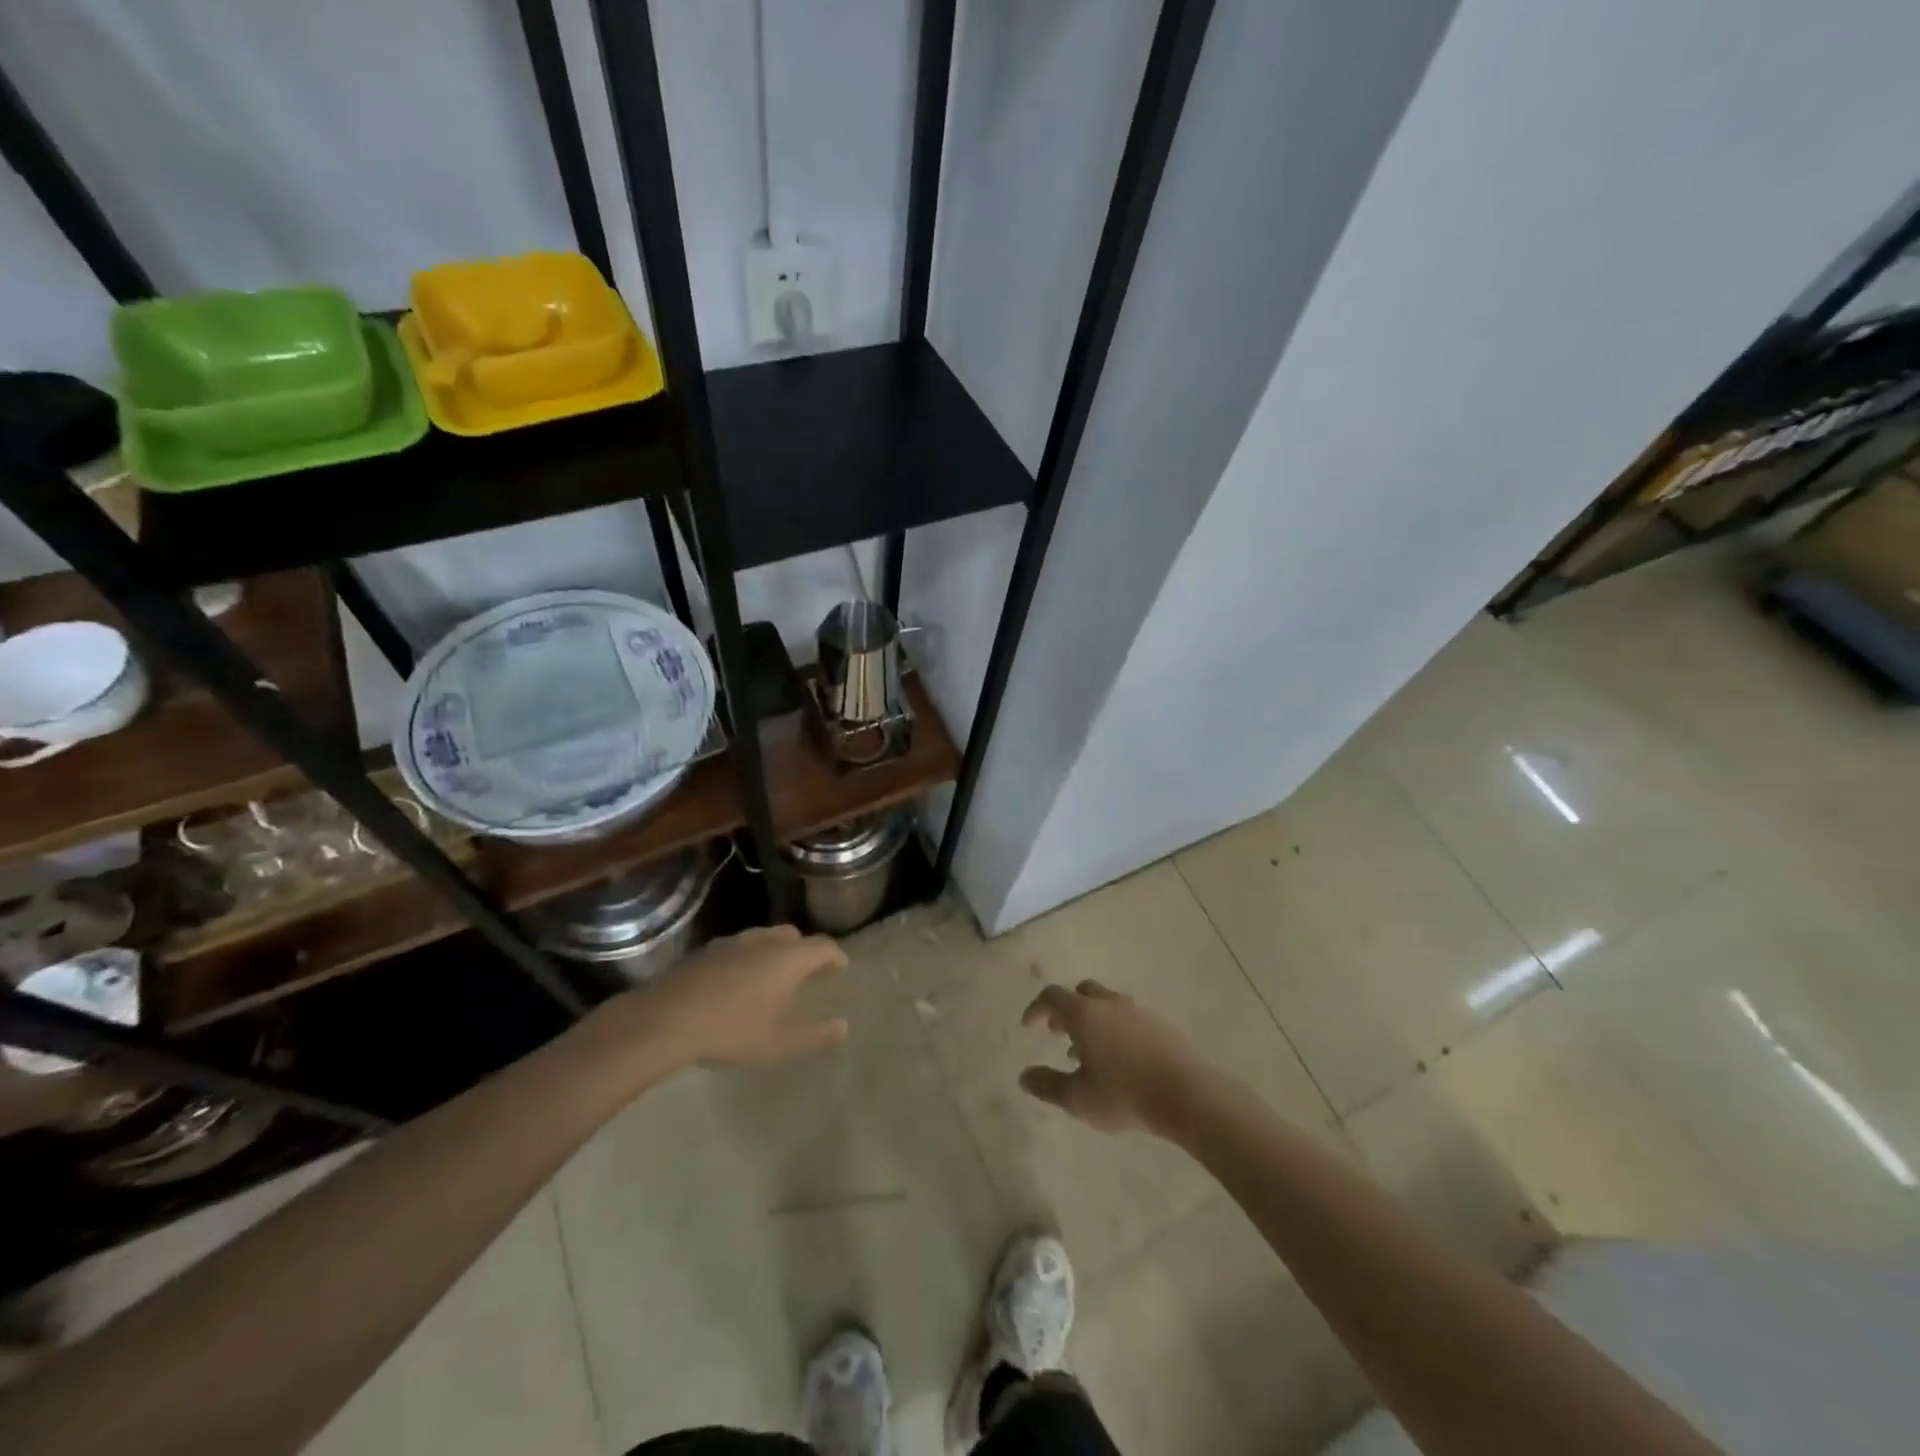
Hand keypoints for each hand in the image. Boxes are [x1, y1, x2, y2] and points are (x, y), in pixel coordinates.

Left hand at [618, 925, 849, 1069]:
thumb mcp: (777, 1042)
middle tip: (810, 970)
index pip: (823, 947)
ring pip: (765, 937)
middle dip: (806, 950)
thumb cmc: (731, 1030)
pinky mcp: (707, 950)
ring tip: (775, 973)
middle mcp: (765, 941)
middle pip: (794, 936)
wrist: (667, 1019)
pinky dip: (751, 956)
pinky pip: (740, 946)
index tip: (841, 967)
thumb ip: (814, 1034)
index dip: (835, 956)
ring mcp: (733, 942)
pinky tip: (740, 979)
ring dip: (777, 950)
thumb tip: (843, 1026)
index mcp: (788, 958)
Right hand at [1019, 980, 1210, 1136]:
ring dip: (1091, 1020)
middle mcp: (1109, 1004)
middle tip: (1058, 1032)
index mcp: (1084, 1014)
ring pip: (1107, 1004)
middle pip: (1082, 992)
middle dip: (1066, 1008)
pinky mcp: (1160, 1025)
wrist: (1186, 1094)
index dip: (1037, 1009)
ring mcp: (1138, 1011)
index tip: (1029, 1026)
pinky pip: (1128, 1018)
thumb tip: (1024, 1076)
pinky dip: (1114, 1028)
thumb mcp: (1078, 1098)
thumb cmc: (1124, 1095)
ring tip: (1087, 1052)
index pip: (1052, 996)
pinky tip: (1118, 1059)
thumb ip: (1048, 1085)